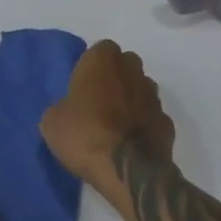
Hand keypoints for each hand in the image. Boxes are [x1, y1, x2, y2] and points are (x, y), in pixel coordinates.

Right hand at [40, 40, 175, 187]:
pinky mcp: (167, 123)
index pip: (100, 50)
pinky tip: (130, 143)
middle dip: (115, 78)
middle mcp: (132, 70)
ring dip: (130, 100)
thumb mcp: (52, 122)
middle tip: (97, 102)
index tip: (81, 86)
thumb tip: (69, 111)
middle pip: (125, 66)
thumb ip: (62, 107)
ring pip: (141, 89)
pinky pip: (151, 117)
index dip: (92, 66)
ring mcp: (154, 96)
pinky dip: (143, 125)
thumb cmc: (85, 135)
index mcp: (103, 60)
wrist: (128, 170)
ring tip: (114, 125)